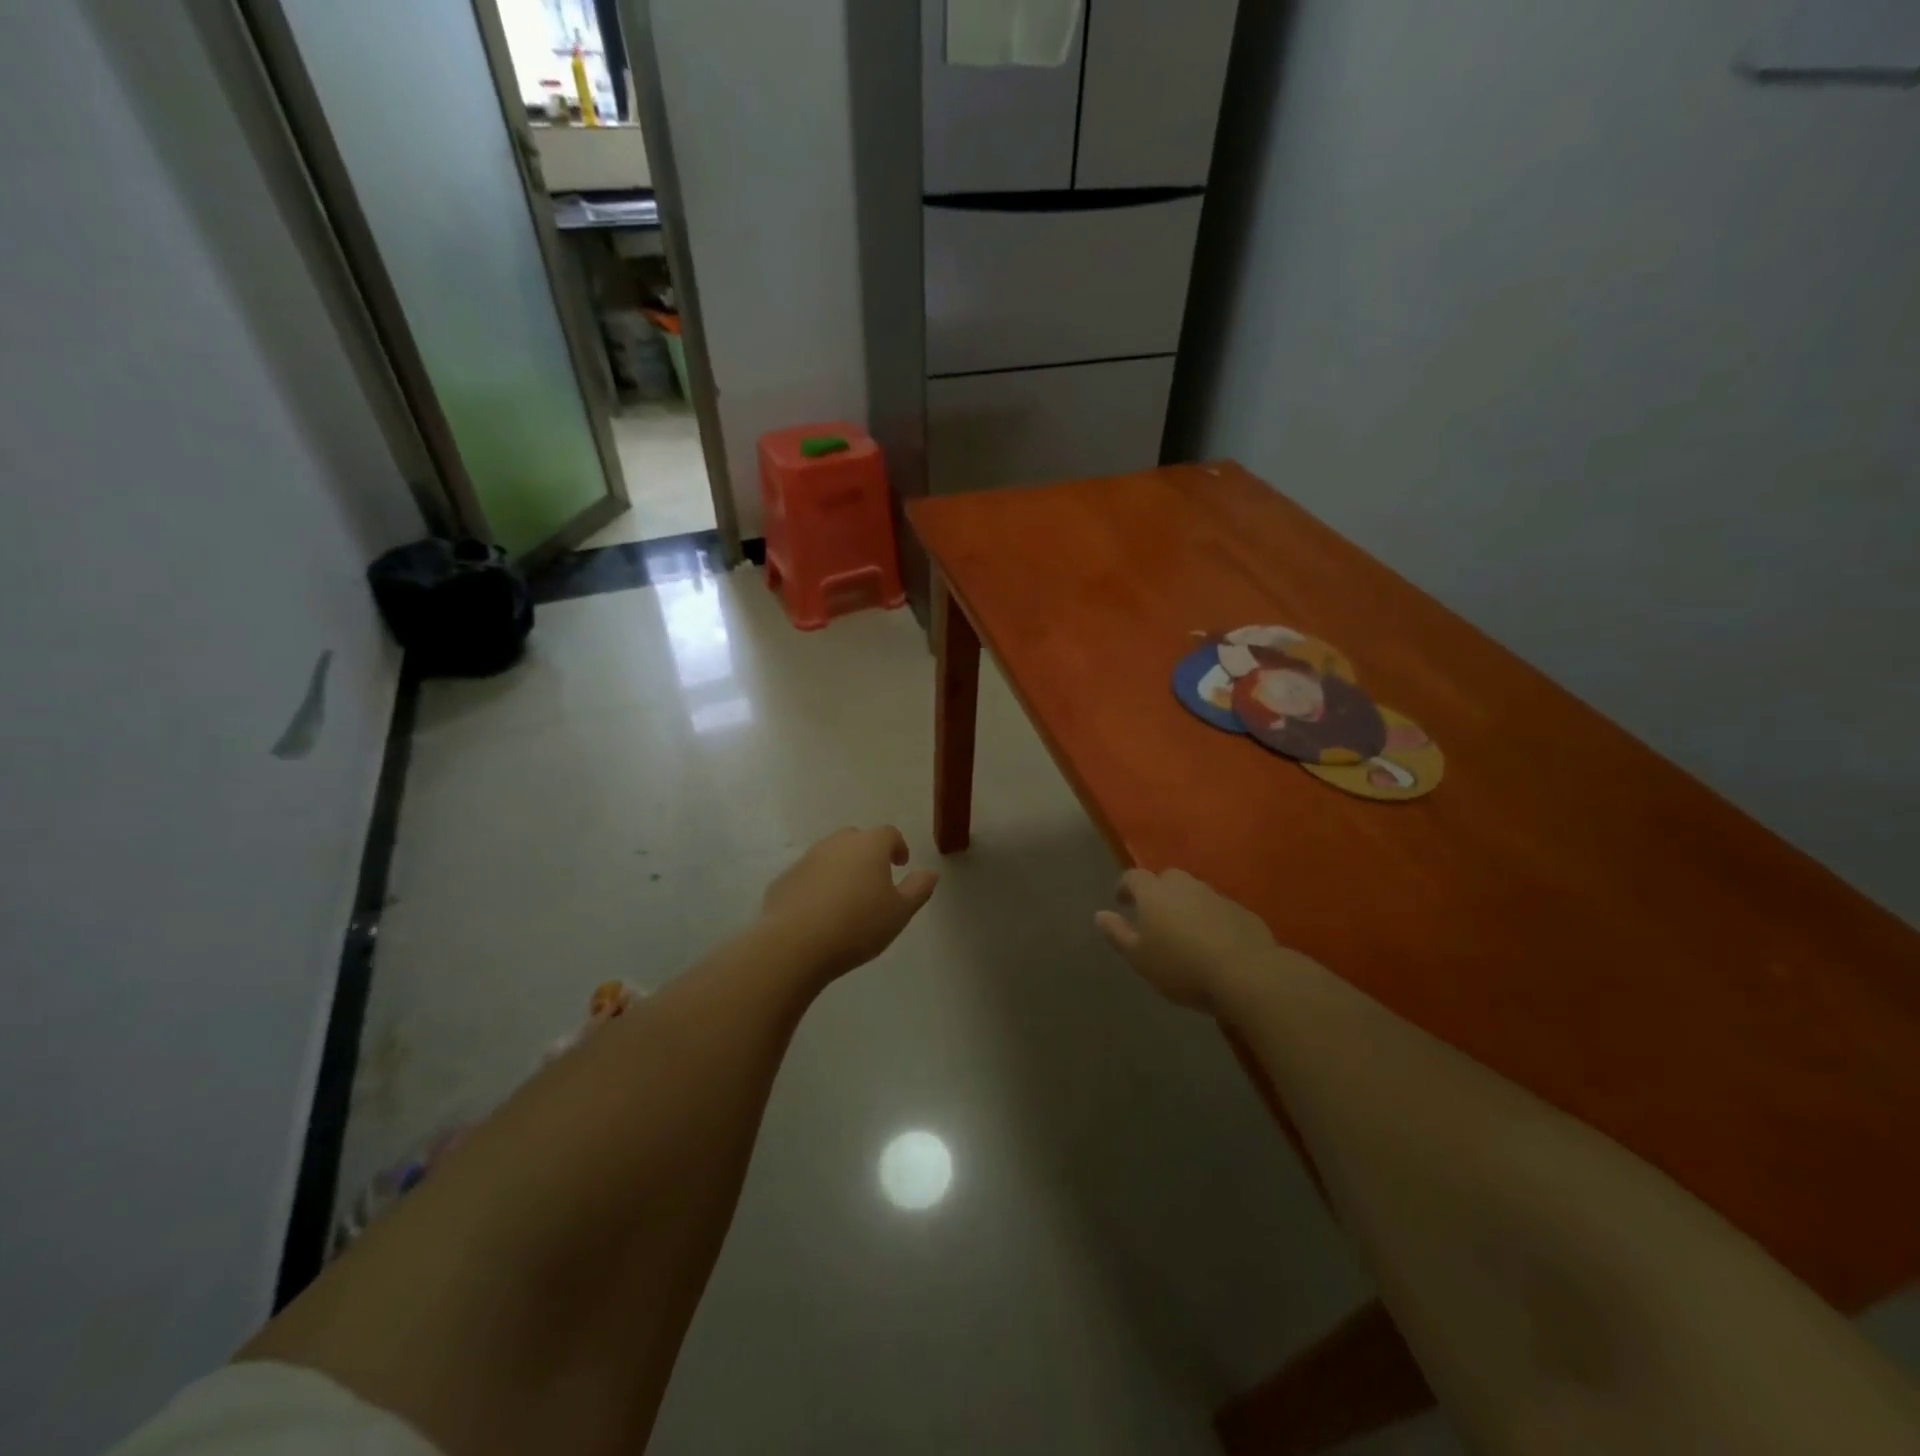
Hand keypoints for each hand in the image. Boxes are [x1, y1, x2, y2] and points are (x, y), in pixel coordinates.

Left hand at [760, 827, 938, 979]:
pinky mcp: (784, 880)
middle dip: (867, 854)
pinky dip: (817, 886)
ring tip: (847, 900)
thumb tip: (930, 872)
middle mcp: (836, 844)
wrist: (795, 944)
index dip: (898, 846)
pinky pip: (808, 877)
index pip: (889, 833)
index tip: (901, 865)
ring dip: (841, 869)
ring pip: (829, 856)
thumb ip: (918, 888)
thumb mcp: (900, 912)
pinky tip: (819, 913)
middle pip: (856, 839)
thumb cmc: (858, 925)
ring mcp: (806, 859)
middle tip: (874, 881)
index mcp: (869, 846)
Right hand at [1094, 868, 1283, 1013]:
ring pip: (1193, 892)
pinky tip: (1212, 940)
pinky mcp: (1241, 911)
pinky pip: (1217, 908)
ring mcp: (1215, 895)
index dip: (1125, 887)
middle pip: (1166, 879)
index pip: (1133, 877)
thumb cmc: (1181, 967)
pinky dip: (1209, 917)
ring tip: (1183, 930)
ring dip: (1185, 904)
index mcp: (1154, 893)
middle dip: (1157, 892)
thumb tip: (1100, 914)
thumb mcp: (1139, 958)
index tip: (1121, 902)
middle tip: (1153, 916)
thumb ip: (1117, 934)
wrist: (1246, 974)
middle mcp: (1184, 885)